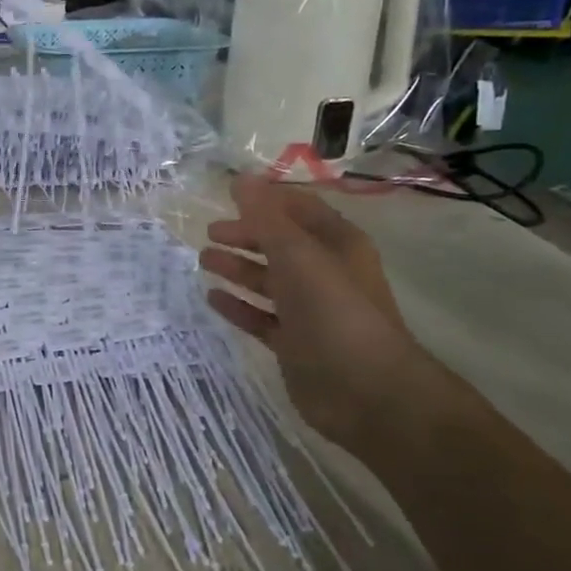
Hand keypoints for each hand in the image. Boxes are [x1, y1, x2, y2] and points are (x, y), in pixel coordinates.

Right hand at [200, 175, 437, 455]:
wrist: (365, 391)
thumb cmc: (334, 312)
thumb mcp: (298, 256)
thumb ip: (266, 218)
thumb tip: (239, 179)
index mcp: (337, 244)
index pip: (299, 209)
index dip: (267, 199)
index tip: (227, 194)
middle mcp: (325, 273)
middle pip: (280, 244)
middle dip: (247, 235)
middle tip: (210, 233)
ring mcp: (310, 310)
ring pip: (268, 281)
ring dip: (239, 268)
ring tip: (204, 260)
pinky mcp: (294, 343)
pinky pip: (261, 317)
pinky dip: (238, 306)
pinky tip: (212, 298)